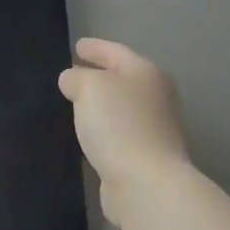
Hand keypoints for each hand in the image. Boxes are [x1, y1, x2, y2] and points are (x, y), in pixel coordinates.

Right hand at [59, 38, 192, 226]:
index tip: (77, 45)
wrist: (146, 184)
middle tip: (73, 73)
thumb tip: (73, 79)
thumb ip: (77, 77)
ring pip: (120, 109)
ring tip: (75, 104)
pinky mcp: (146, 158)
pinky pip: (118, 135)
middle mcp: (156, 98)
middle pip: (123, 79)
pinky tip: (86, 135)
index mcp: (146, 73)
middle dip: (99, 76)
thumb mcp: (89, 87)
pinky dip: (103, 131)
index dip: (95, 47)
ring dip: (100, 106)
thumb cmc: (119, 124)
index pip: (116, 51)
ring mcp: (154, 130)